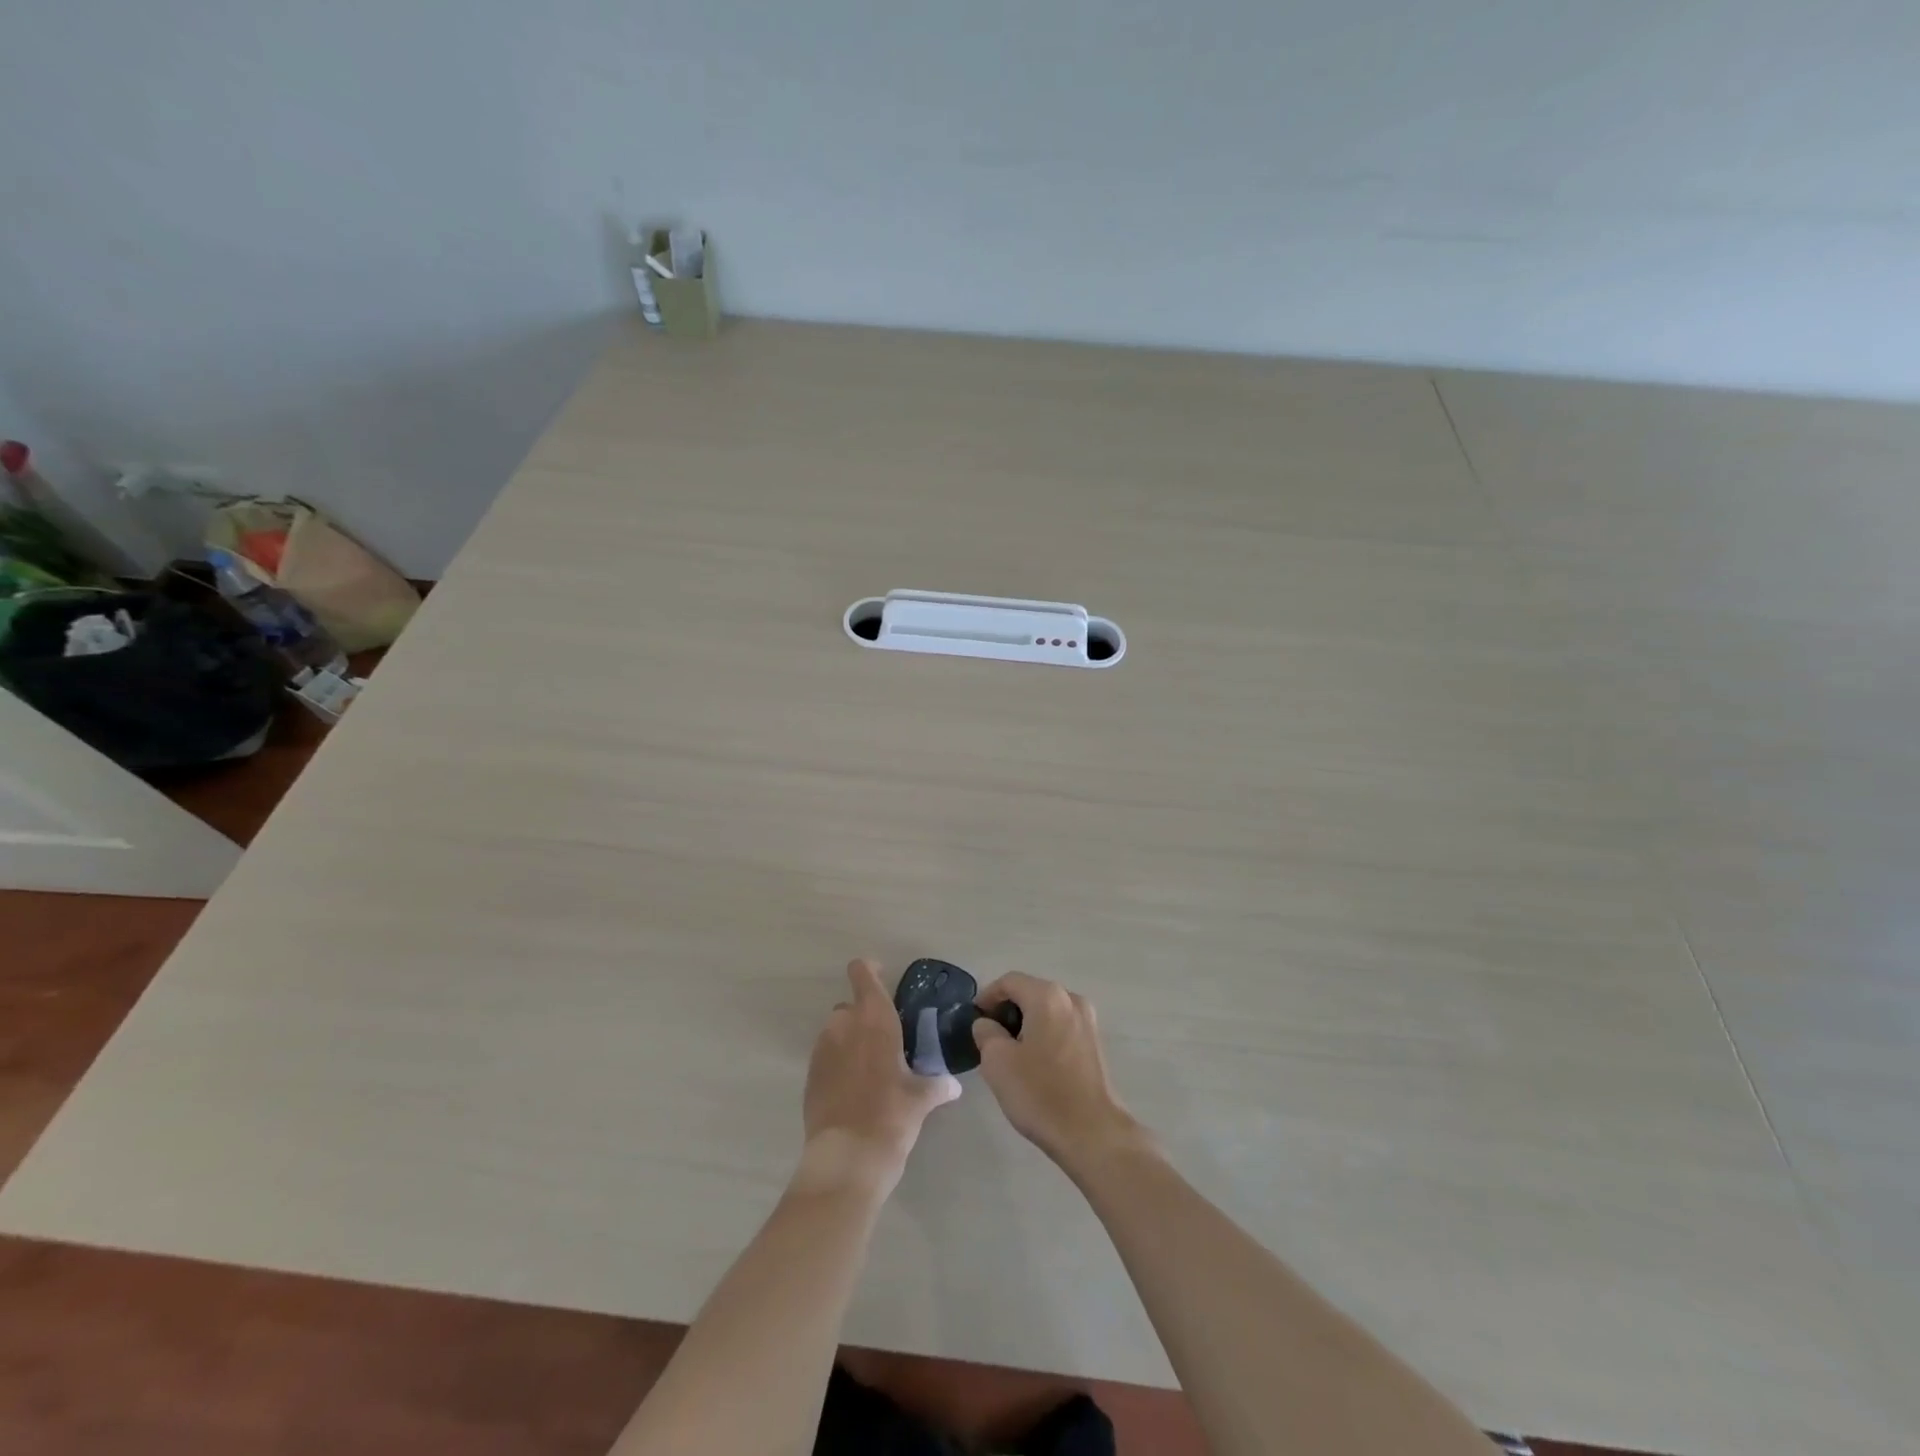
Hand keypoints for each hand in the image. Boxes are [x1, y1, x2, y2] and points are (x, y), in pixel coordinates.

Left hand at [800, 959, 959, 1194]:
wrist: (847, 1158)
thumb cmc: (891, 1115)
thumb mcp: (922, 1099)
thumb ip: (938, 1084)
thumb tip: (952, 1085)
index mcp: (874, 1018)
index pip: (863, 974)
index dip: (870, 971)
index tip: (883, 977)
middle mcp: (844, 1025)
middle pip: (850, 1006)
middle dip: (864, 1017)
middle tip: (886, 1040)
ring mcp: (822, 1050)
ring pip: (836, 1032)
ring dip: (850, 1041)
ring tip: (870, 1068)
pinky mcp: (809, 1076)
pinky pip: (826, 1058)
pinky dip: (838, 1064)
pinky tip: (854, 1090)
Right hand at [971, 973, 1148, 1174]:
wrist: (1092, 1133)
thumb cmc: (1040, 1093)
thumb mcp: (997, 1061)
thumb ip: (986, 1033)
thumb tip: (987, 1024)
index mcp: (1047, 996)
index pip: (1009, 981)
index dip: (987, 996)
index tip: (974, 1020)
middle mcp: (1071, 999)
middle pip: (1030, 993)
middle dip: (1007, 1011)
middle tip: (989, 1038)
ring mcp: (1088, 1021)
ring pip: (1047, 1011)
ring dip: (1026, 1024)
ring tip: (1010, 1053)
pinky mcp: (1096, 1044)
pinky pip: (1062, 1027)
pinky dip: (1044, 1035)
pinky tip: (1035, 1064)